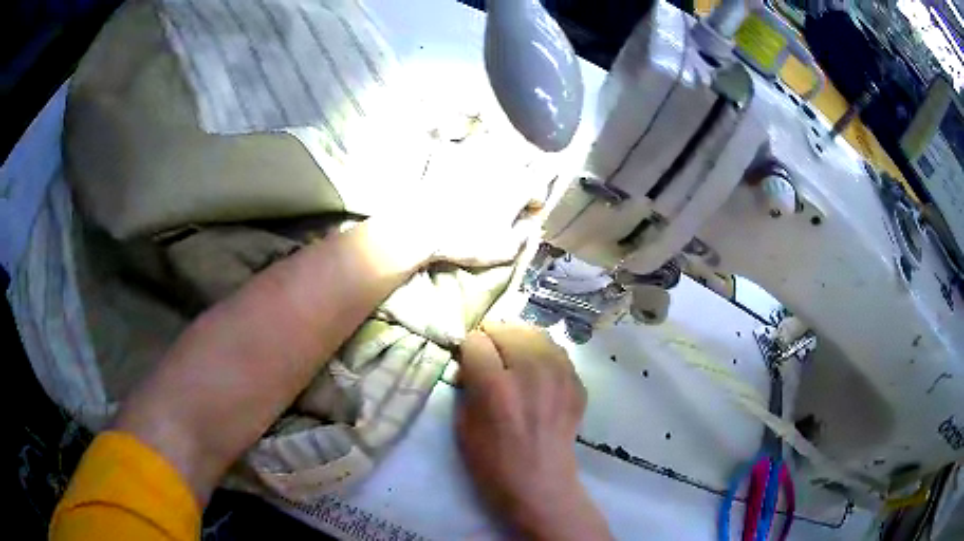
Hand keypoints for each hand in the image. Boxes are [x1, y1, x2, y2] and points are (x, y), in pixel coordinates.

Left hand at [407, 122, 550, 266]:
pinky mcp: (450, 151)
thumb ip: (524, 235)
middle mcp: (502, 161)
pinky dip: (469, 153)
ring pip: (496, 144)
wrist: (420, 226)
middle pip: (523, 157)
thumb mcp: (503, 250)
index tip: (528, 210)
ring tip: (493, 169)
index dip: (534, 200)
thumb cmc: (465, 241)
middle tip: (514, 185)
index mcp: (520, 184)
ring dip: (500, 155)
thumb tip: (529, 224)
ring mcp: (474, 152)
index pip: (538, 188)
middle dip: (523, 171)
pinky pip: (466, 146)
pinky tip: (464, 166)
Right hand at [456, 322, 610, 539]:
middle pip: (508, 328)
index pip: (476, 341)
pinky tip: (536, 373)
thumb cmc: (492, 462)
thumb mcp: (463, 424)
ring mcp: (559, 376)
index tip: (469, 361)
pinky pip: (556, 351)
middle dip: (493, 339)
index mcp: (495, 387)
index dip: (468, 350)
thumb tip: (471, 359)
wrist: (540, 483)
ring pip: (535, 333)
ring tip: (514, 360)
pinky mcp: (577, 382)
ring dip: (519, 342)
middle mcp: (530, 373)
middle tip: (491, 358)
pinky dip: (542, 354)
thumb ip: (467, 384)